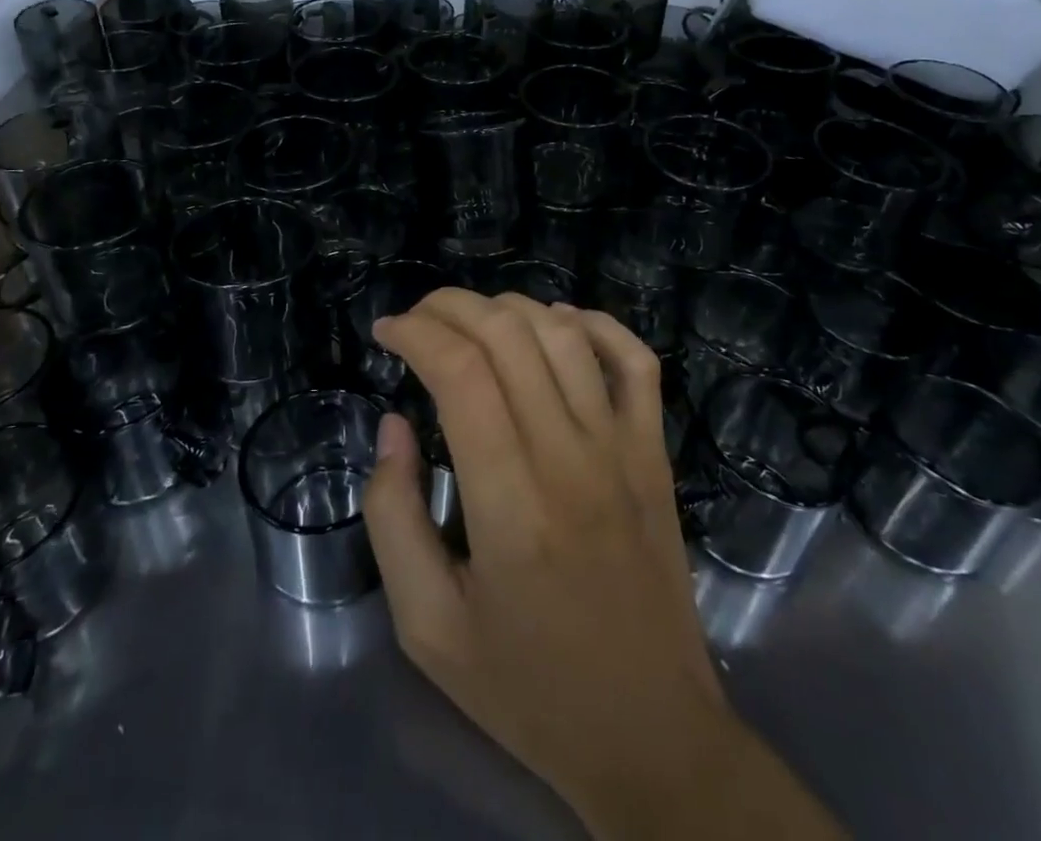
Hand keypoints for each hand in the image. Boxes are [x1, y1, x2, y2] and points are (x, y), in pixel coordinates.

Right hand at [364, 289, 839, 840]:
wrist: (651, 734)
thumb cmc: (528, 688)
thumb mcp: (427, 627)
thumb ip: (394, 517)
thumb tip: (393, 425)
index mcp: (510, 506)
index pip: (461, 374)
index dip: (415, 333)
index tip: (385, 333)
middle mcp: (570, 459)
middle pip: (508, 336)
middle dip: (450, 307)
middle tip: (416, 320)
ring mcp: (622, 450)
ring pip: (564, 334)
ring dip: (508, 308)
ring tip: (470, 322)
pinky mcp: (655, 454)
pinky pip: (634, 361)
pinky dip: (593, 323)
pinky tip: (556, 324)